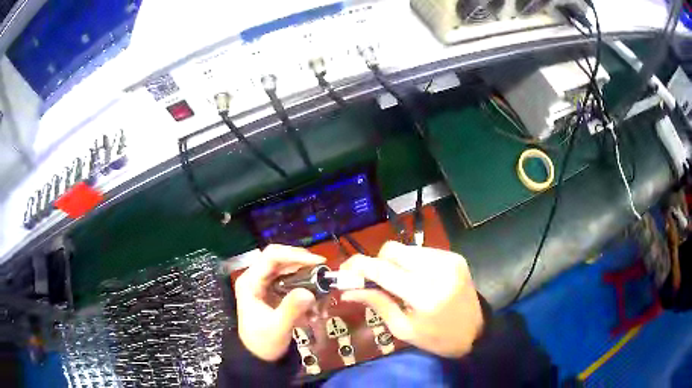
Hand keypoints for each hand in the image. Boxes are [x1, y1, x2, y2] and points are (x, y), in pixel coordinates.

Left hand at [235, 244, 325, 360]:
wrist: (259, 356)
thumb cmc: (264, 342)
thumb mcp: (278, 328)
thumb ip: (291, 310)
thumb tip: (309, 293)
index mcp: (250, 281)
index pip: (271, 256)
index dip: (295, 255)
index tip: (319, 263)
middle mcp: (256, 277)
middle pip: (281, 258)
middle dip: (303, 264)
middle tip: (324, 273)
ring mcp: (264, 283)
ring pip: (288, 268)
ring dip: (306, 276)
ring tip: (321, 290)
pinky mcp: (273, 290)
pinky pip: (292, 280)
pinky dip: (305, 286)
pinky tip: (314, 301)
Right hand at [340, 241, 483, 357]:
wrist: (476, 332)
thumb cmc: (437, 338)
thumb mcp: (404, 329)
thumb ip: (377, 304)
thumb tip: (348, 290)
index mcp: (424, 294)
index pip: (382, 270)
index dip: (358, 266)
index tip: (344, 270)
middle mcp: (437, 269)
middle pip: (392, 250)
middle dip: (378, 263)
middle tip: (375, 282)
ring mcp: (449, 259)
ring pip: (406, 249)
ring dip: (395, 263)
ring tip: (399, 283)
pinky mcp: (455, 256)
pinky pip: (422, 251)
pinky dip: (412, 263)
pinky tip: (417, 279)